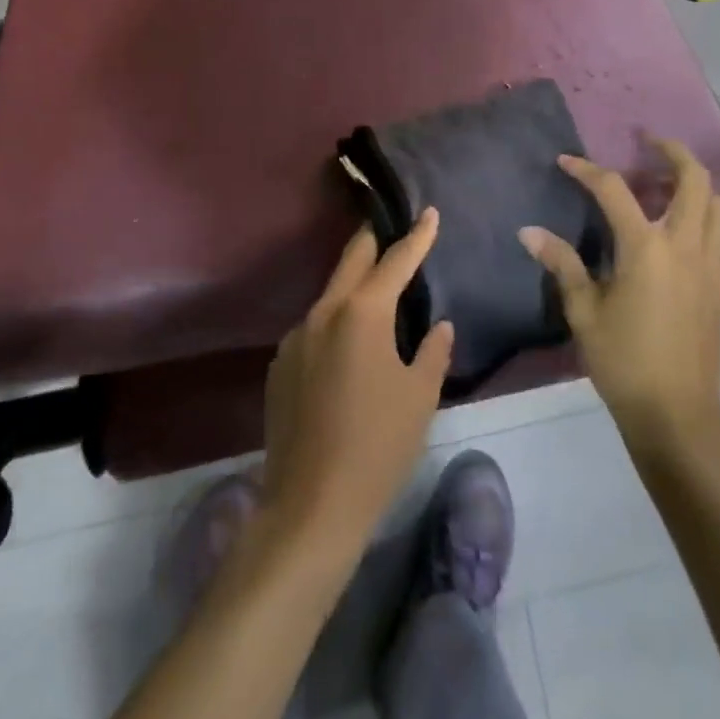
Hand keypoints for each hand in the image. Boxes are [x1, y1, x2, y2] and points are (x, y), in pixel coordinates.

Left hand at [261, 210, 454, 551]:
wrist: (312, 506)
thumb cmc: (379, 446)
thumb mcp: (419, 397)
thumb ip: (432, 352)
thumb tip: (439, 327)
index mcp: (362, 313)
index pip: (395, 261)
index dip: (416, 236)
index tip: (428, 212)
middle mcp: (323, 312)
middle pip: (351, 260)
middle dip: (374, 240)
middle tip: (392, 226)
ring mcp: (296, 337)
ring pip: (330, 295)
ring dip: (354, 287)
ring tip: (377, 293)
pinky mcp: (280, 365)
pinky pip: (314, 329)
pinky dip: (335, 324)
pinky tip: (347, 350)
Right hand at [521, 140, 719, 442]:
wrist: (676, 416)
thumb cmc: (623, 361)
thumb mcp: (583, 312)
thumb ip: (561, 264)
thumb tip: (529, 231)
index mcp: (645, 247)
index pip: (613, 190)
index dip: (587, 170)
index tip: (565, 161)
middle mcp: (684, 246)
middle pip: (693, 179)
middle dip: (672, 151)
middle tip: (649, 143)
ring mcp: (712, 268)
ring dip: (699, 189)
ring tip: (673, 189)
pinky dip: (718, 237)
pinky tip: (697, 245)